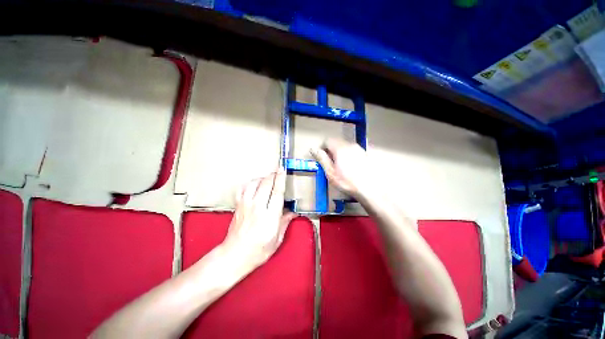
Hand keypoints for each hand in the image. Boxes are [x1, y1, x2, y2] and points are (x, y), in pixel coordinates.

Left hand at [221, 169, 296, 269]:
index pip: (277, 193)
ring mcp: (245, 205)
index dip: (281, 179)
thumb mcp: (276, 240)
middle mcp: (257, 208)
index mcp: (269, 217)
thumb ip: (285, 223)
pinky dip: (249, 183)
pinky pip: (243, 189)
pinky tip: (254, 185)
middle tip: (278, 172)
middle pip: (266, 184)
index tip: (283, 170)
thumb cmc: (258, 251)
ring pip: (254, 183)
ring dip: (262, 178)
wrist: (234, 256)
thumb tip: (293, 213)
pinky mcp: (238, 206)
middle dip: (273, 175)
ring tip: (268, 179)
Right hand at [311, 139, 373, 197]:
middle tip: (332, 164)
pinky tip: (353, 167)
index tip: (322, 157)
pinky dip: (350, 155)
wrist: (371, 189)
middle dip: (332, 150)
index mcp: (341, 149)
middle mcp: (351, 145)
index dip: (323, 147)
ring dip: (341, 153)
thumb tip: (313, 149)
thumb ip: (322, 159)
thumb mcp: (330, 173)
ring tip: (342, 167)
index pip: (328, 140)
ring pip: (347, 146)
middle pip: (338, 142)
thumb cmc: (347, 182)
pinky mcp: (367, 154)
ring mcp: (361, 149)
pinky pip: (355, 151)